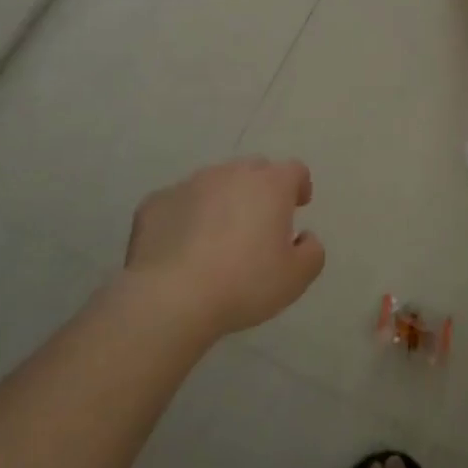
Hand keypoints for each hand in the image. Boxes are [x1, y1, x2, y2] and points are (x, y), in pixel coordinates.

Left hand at [125, 158, 325, 338]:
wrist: (170, 297)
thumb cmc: (244, 283)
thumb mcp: (296, 278)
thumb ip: (312, 252)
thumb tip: (304, 237)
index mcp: (270, 184)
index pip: (294, 170)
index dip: (299, 185)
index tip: (298, 205)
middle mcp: (231, 173)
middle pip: (253, 170)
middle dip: (260, 189)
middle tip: (258, 223)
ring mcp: (190, 184)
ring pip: (214, 183)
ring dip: (221, 201)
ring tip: (216, 237)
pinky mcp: (156, 202)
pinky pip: (178, 203)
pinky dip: (184, 217)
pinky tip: (180, 247)